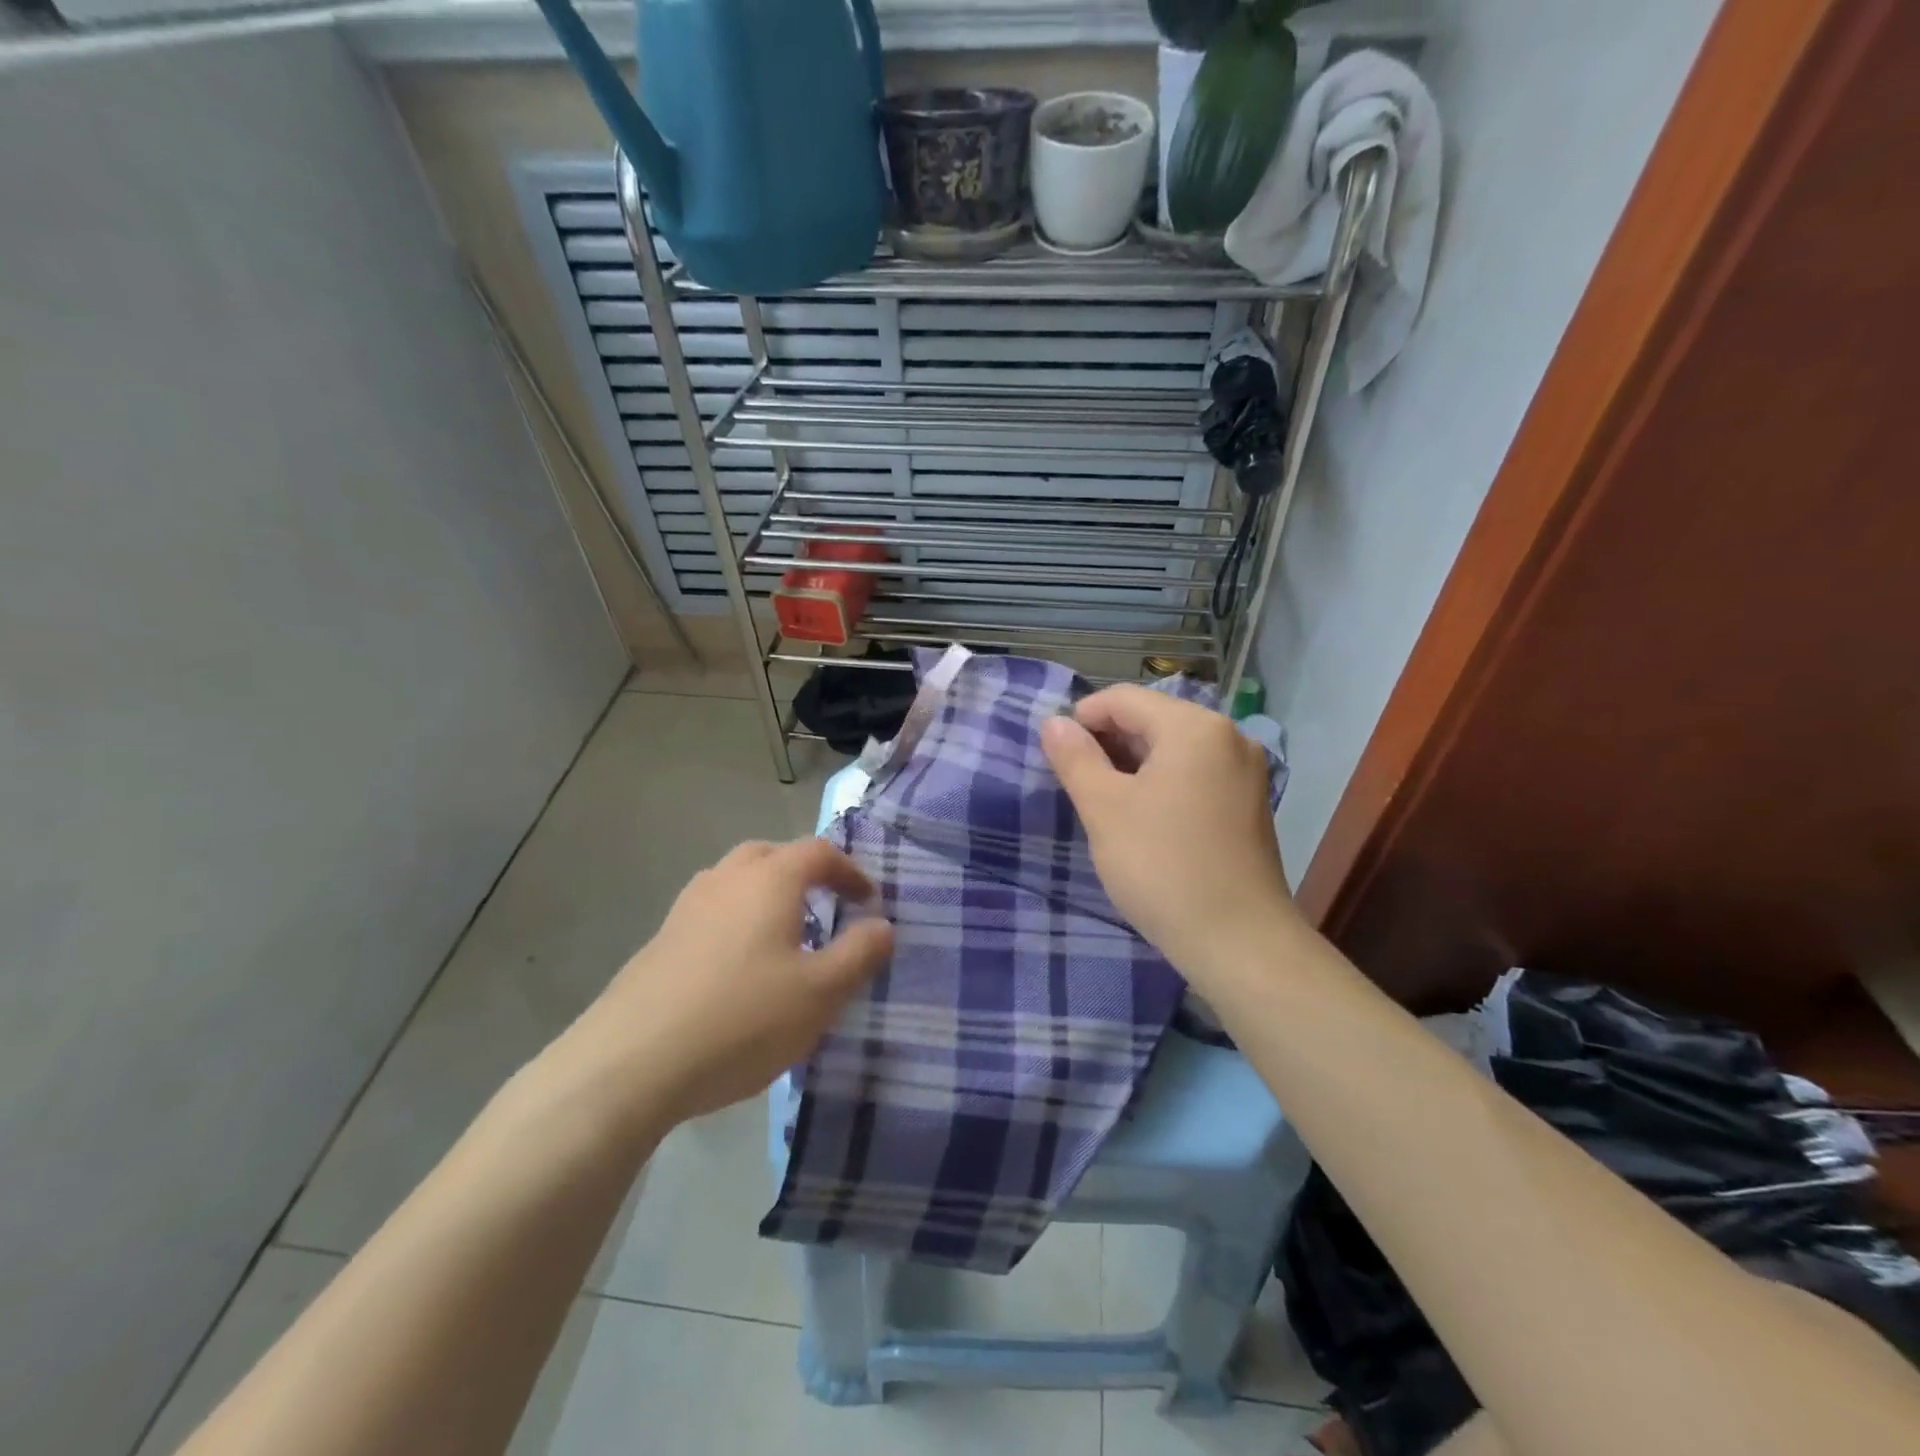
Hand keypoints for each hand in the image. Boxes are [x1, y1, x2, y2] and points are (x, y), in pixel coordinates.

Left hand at [560, 838, 894, 1130]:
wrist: (630, 1063)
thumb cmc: (742, 1019)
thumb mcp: (820, 992)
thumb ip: (860, 953)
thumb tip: (883, 925)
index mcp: (769, 880)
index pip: (819, 852)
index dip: (851, 871)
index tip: (870, 901)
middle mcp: (726, 879)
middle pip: (772, 856)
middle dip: (806, 874)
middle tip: (828, 907)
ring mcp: (687, 908)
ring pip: (736, 881)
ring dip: (768, 895)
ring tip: (786, 936)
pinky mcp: (661, 941)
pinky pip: (712, 912)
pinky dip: (737, 921)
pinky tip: (740, 967)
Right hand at [1041, 685, 1297, 978]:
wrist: (1239, 941)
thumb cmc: (1162, 867)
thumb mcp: (1104, 809)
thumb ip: (1074, 757)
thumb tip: (1054, 723)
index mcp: (1194, 727)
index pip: (1124, 699)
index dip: (1082, 719)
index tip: (1056, 755)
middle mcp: (1228, 736)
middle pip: (1152, 719)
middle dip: (1108, 743)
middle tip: (1076, 783)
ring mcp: (1245, 770)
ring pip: (1173, 748)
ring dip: (1132, 764)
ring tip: (1104, 802)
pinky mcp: (1250, 802)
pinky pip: (1195, 773)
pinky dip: (1162, 782)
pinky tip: (1143, 817)